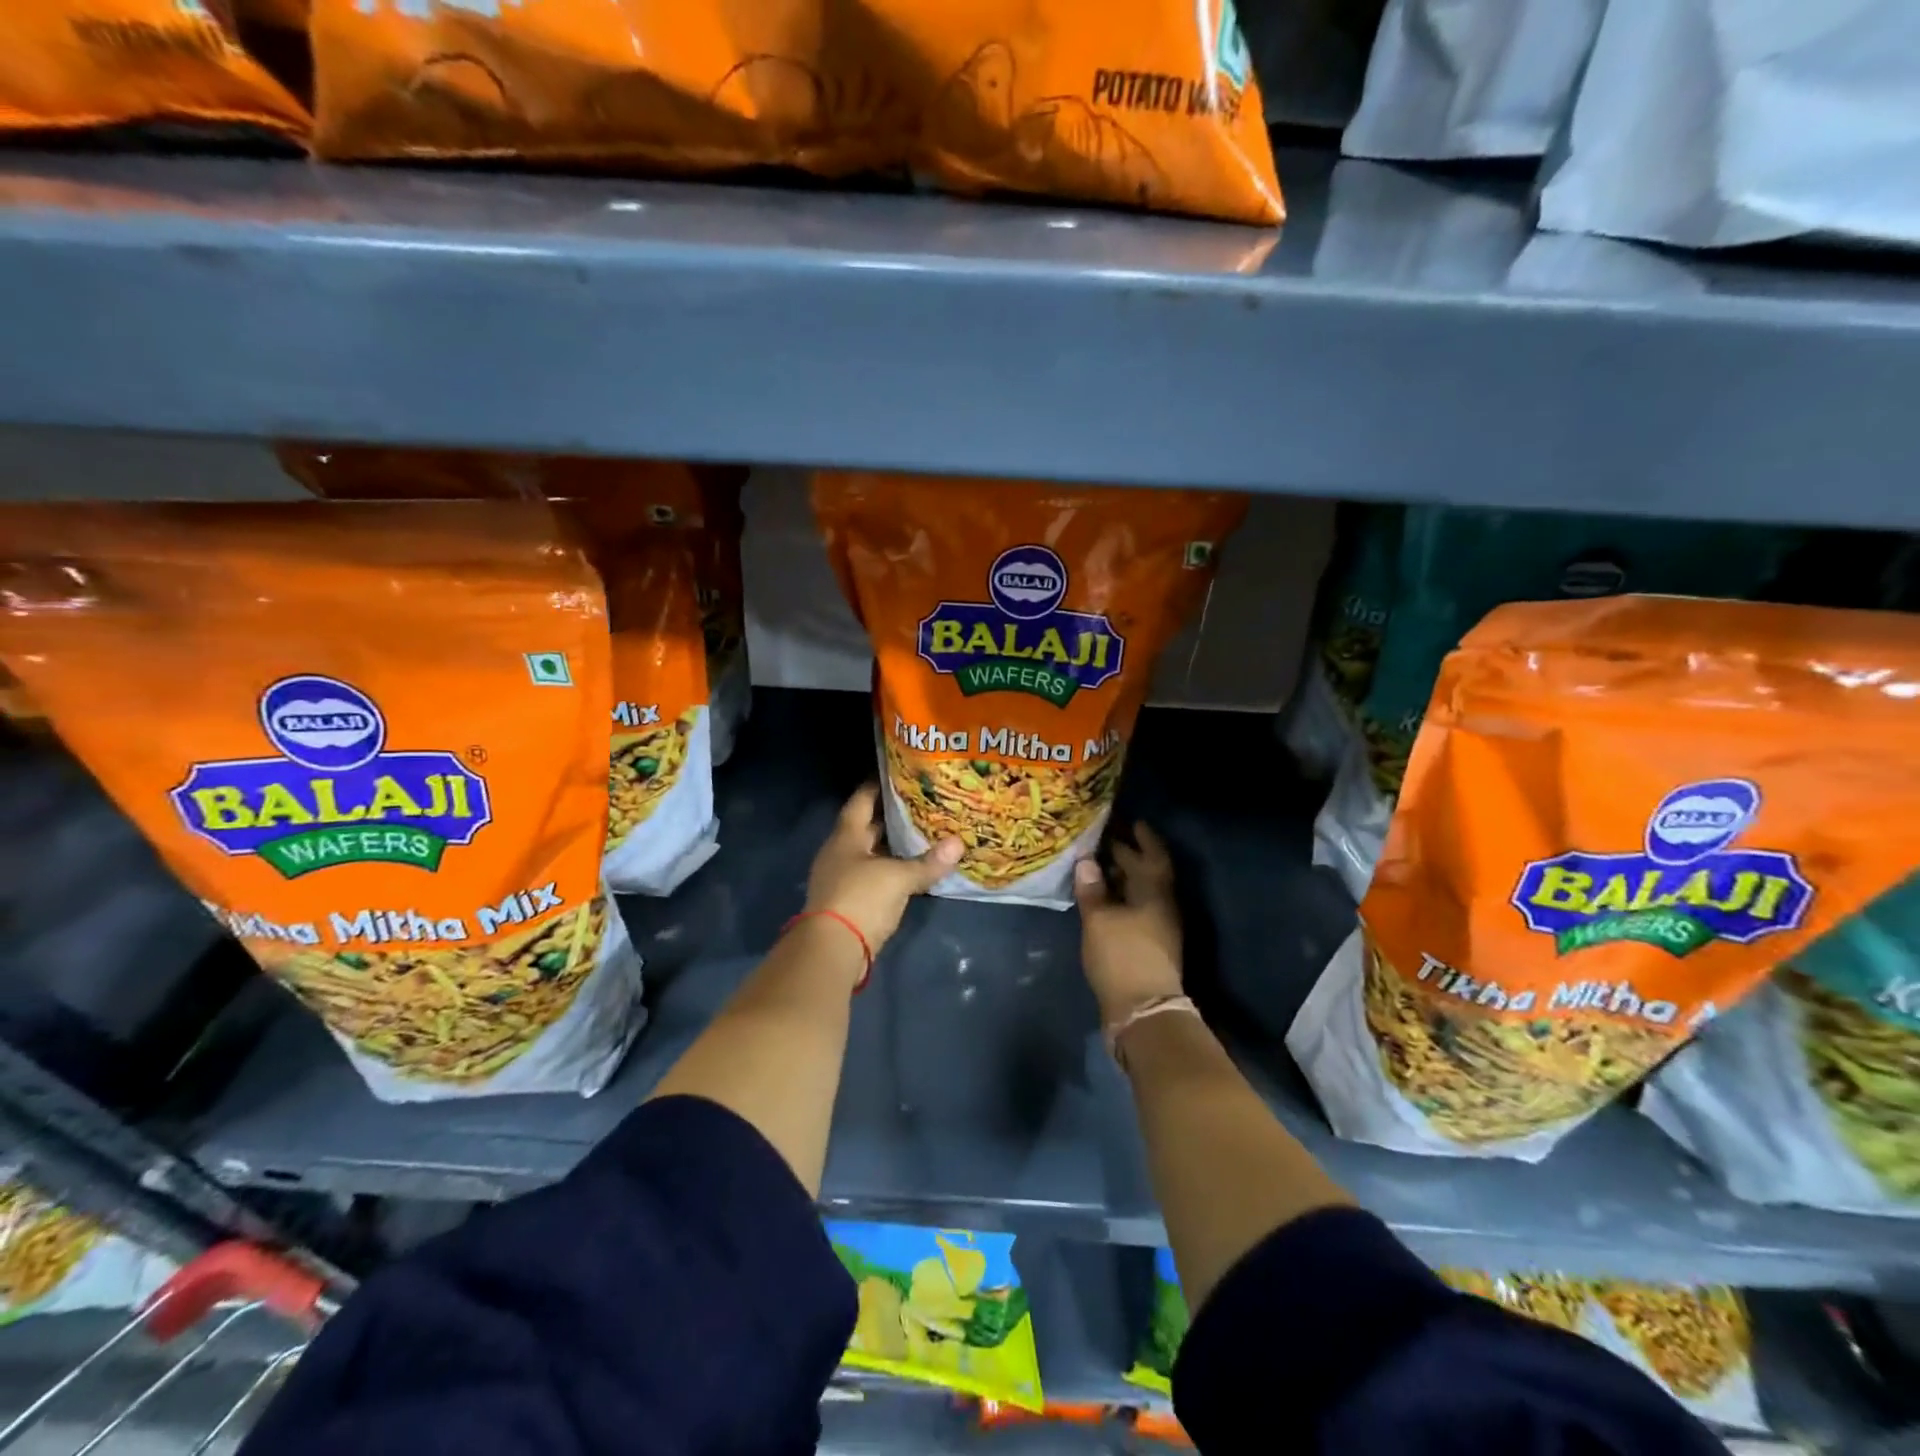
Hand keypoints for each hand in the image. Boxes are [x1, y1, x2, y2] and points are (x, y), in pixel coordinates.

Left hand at [806, 785, 961, 954]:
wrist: (831, 950)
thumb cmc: (861, 898)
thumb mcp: (898, 877)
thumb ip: (928, 862)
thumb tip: (959, 844)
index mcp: (846, 837)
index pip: (861, 801)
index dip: (877, 786)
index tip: (898, 774)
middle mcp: (841, 853)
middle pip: (866, 827)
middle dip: (891, 816)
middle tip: (921, 803)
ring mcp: (843, 878)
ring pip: (871, 853)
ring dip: (892, 845)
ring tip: (923, 832)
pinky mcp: (851, 902)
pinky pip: (875, 876)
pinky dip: (892, 870)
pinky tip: (912, 868)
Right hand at [1073, 823, 1182, 1025]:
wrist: (1142, 1011)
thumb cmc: (1122, 956)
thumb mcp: (1100, 919)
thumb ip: (1092, 889)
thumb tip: (1086, 861)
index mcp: (1156, 893)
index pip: (1154, 856)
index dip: (1144, 838)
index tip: (1133, 822)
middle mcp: (1162, 906)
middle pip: (1147, 873)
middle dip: (1128, 855)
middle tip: (1103, 839)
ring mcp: (1157, 928)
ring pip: (1140, 893)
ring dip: (1122, 878)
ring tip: (1097, 866)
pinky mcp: (1148, 946)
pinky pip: (1134, 910)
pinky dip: (1119, 899)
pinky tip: (1100, 900)